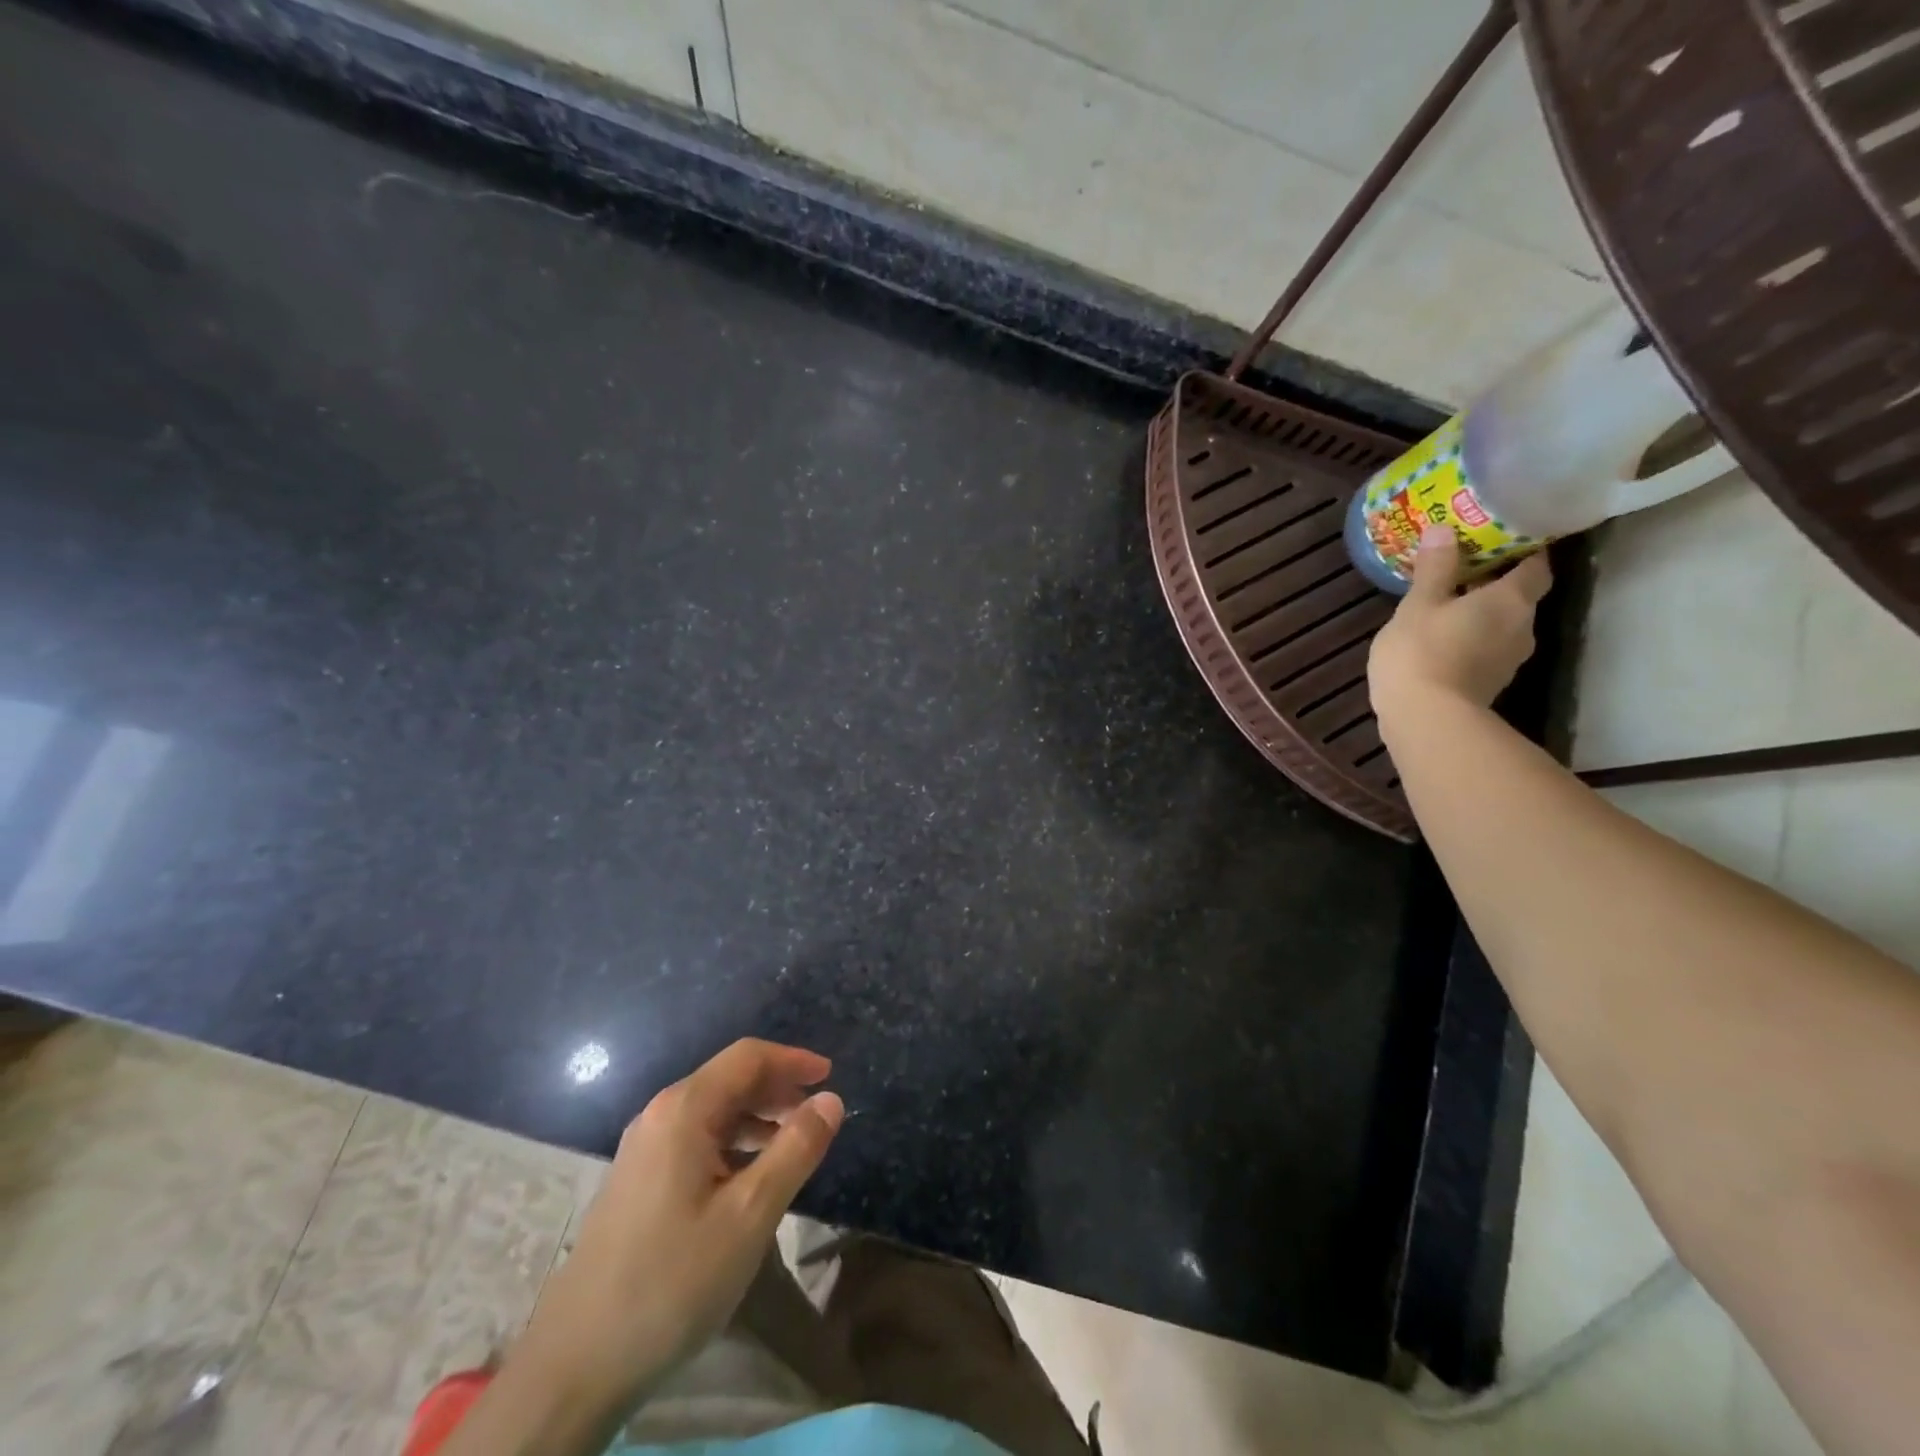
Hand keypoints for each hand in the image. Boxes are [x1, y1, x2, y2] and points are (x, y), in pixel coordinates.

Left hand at [510, 1039, 843, 1417]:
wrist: (575, 1366)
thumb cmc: (673, 1280)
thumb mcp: (750, 1214)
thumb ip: (796, 1150)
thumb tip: (830, 1099)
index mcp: (684, 1110)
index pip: (748, 1057)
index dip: (792, 1060)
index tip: (830, 1075)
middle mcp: (660, 1116)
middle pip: (729, 1080)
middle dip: (777, 1089)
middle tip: (817, 1115)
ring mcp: (643, 1151)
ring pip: (713, 1113)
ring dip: (757, 1119)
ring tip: (793, 1148)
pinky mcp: (636, 1183)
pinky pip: (695, 1142)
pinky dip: (733, 1145)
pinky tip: (750, 1180)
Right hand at [1368, 526, 1550, 731]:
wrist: (1426, 719)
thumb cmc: (1422, 652)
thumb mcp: (1418, 604)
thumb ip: (1434, 569)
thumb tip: (1444, 529)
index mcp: (1510, 600)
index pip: (1536, 567)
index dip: (1524, 551)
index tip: (1502, 541)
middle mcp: (1522, 627)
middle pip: (1518, 598)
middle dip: (1494, 585)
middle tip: (1462, 572)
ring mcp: (1508, 660)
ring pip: (1501, 626)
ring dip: (1480, 616)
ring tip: (1446, 608)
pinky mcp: (1489, 685)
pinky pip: (1485, 651)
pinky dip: (1469, 641)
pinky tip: (1440, 642)